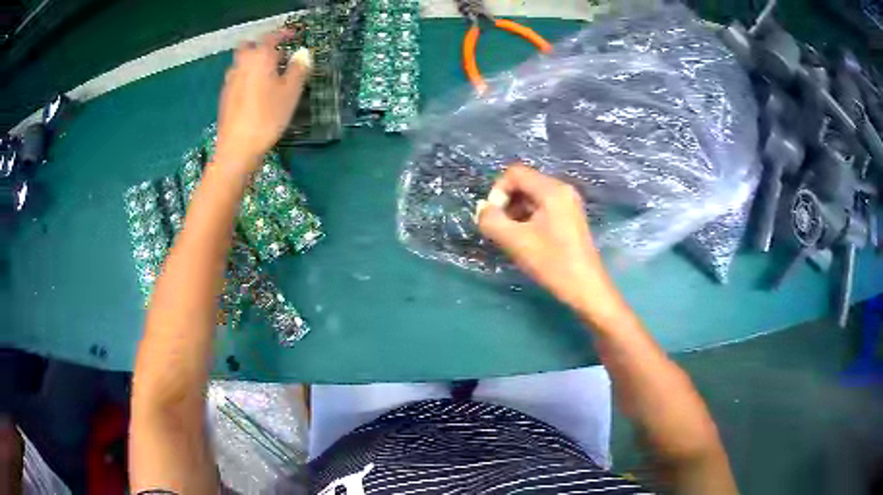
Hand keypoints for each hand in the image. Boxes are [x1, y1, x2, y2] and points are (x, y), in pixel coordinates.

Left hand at [215, 30, 310, 169]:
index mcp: (260, 58)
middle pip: (248, 46)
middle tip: (276, 56)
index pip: (271, 37)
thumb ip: (299, 69)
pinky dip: (245, 77)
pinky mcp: (224, 96)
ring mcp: (230, 80)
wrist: (238, 147)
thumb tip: (303, 54)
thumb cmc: (268, 116)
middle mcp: (241, 64)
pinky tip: (254, 93)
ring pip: (240, 62)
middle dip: (261, 46)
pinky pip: (236, 78)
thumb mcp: (291, 92)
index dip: (283, 34)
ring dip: (252, 62)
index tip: (294, 35)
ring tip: (266, 75)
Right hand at [478, 165, 613, 310]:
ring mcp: (569, 203)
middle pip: (524, 183)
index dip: (498, 192)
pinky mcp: (570, 217)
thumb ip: (491, 221)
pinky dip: (528, 218)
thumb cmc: (553, 263)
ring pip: (532, 196)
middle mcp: (562, 189)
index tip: (494, 218)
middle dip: (506, 203)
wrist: (586, 288)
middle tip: (501, 229)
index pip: (515, 173)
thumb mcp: (515, 241)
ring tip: (512, 237)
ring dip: (516, 212)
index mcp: (552, 190)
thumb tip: (482, 209)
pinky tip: (526, 240)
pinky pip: (542, 207)